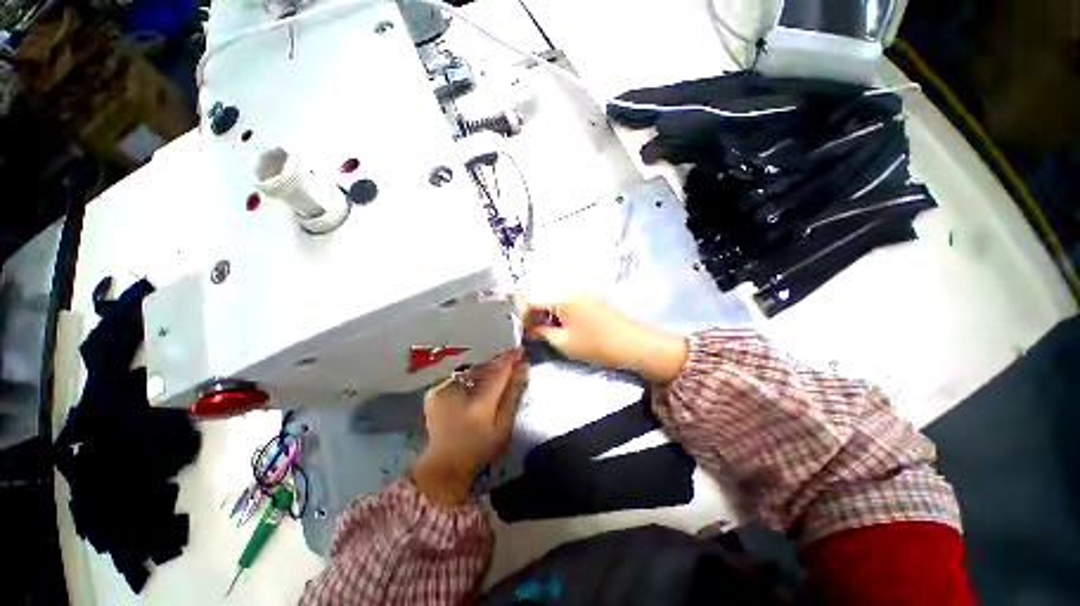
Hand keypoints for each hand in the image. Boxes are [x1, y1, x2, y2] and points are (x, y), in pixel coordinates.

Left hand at [411, 350, 527, 504]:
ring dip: (487, 365)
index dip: (510, 360)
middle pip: (484, 368)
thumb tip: (522, 370)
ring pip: (471, 369)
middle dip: (499, 360)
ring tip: (500, 362)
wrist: (445, 461)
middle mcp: (459, 392)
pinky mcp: (435, 391)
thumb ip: (512, 396)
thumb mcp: (503, 427)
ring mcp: (443, 390)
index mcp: (479, 404)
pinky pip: (460, 376)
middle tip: (513, 354)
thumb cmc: (480, 447)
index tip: (521, 352)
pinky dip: (473, 373)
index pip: (498, 373)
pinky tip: (481, 375)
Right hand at [525, 295, 687, 383]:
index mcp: (561, 296)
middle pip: (541, 294)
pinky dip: (558, 308)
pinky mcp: (589, 293)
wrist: (633, 343)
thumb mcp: (563, 343)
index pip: (530, 299)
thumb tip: (528, 328)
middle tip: (533, 331)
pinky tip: (562, 323)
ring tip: (548, 329)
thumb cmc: (597, 345)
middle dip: (533, 312)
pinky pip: (565, 296)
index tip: (521, 330)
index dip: (522, 315)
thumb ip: (540, 333)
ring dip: (546, 310)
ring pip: (552, 295)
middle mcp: (570, 286)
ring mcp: (581, 288)